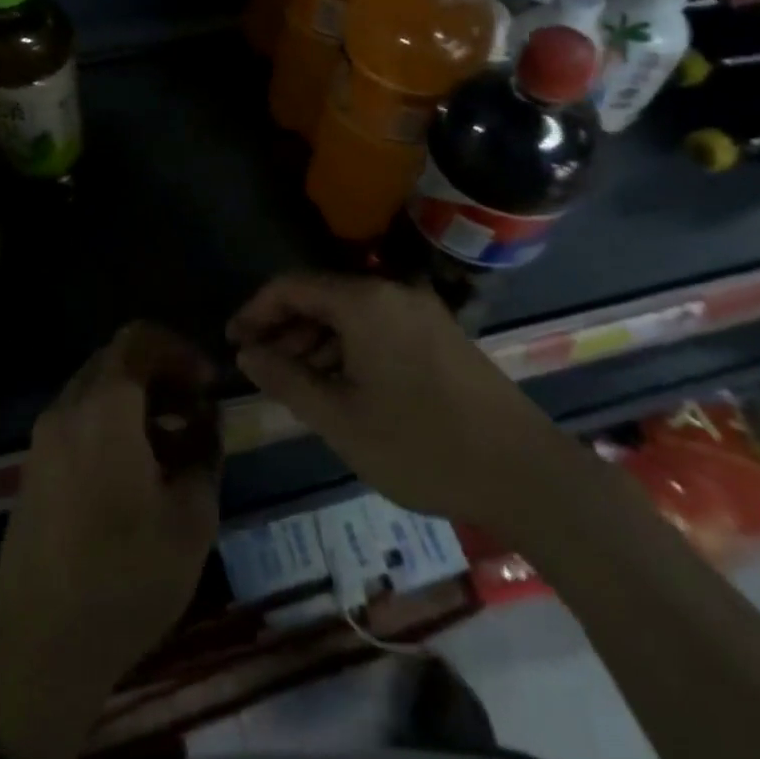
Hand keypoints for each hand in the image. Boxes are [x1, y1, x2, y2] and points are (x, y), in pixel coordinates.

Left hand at [0, 323, 219, 758]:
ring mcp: (43, 439)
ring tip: (172, 447)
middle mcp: (67, 409)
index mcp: (104, 408)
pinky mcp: (33, 469)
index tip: (206, 385)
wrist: (39, 650)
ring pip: (96, 390)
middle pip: (116, 360)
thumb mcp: (191, 517)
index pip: (139, 339)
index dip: (179, 350)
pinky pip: (77, 421)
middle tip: (195, 413)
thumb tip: (205, 420)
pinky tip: (135, 472)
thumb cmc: (125, 578)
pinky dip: (111, 423)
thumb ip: (205, 451)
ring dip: (137, 401)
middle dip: (161, 375)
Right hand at [227, 273, 537, 524]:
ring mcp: (420, 311)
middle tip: (259, 368)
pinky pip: (377, 326)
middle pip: (321, 296)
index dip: (256, 311)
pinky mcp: (438, 333)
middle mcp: (391, 292)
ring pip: (350, 314)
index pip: (292, 287)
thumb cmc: (421, 445)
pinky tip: (340, 384)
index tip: (233, 343)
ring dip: (316, 341)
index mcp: (364, 301)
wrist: (525, 471)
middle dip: (285, 328)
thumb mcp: (340, 419)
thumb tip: (248, 354)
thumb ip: (287, 380)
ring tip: (294, 382)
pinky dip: (348, 348)